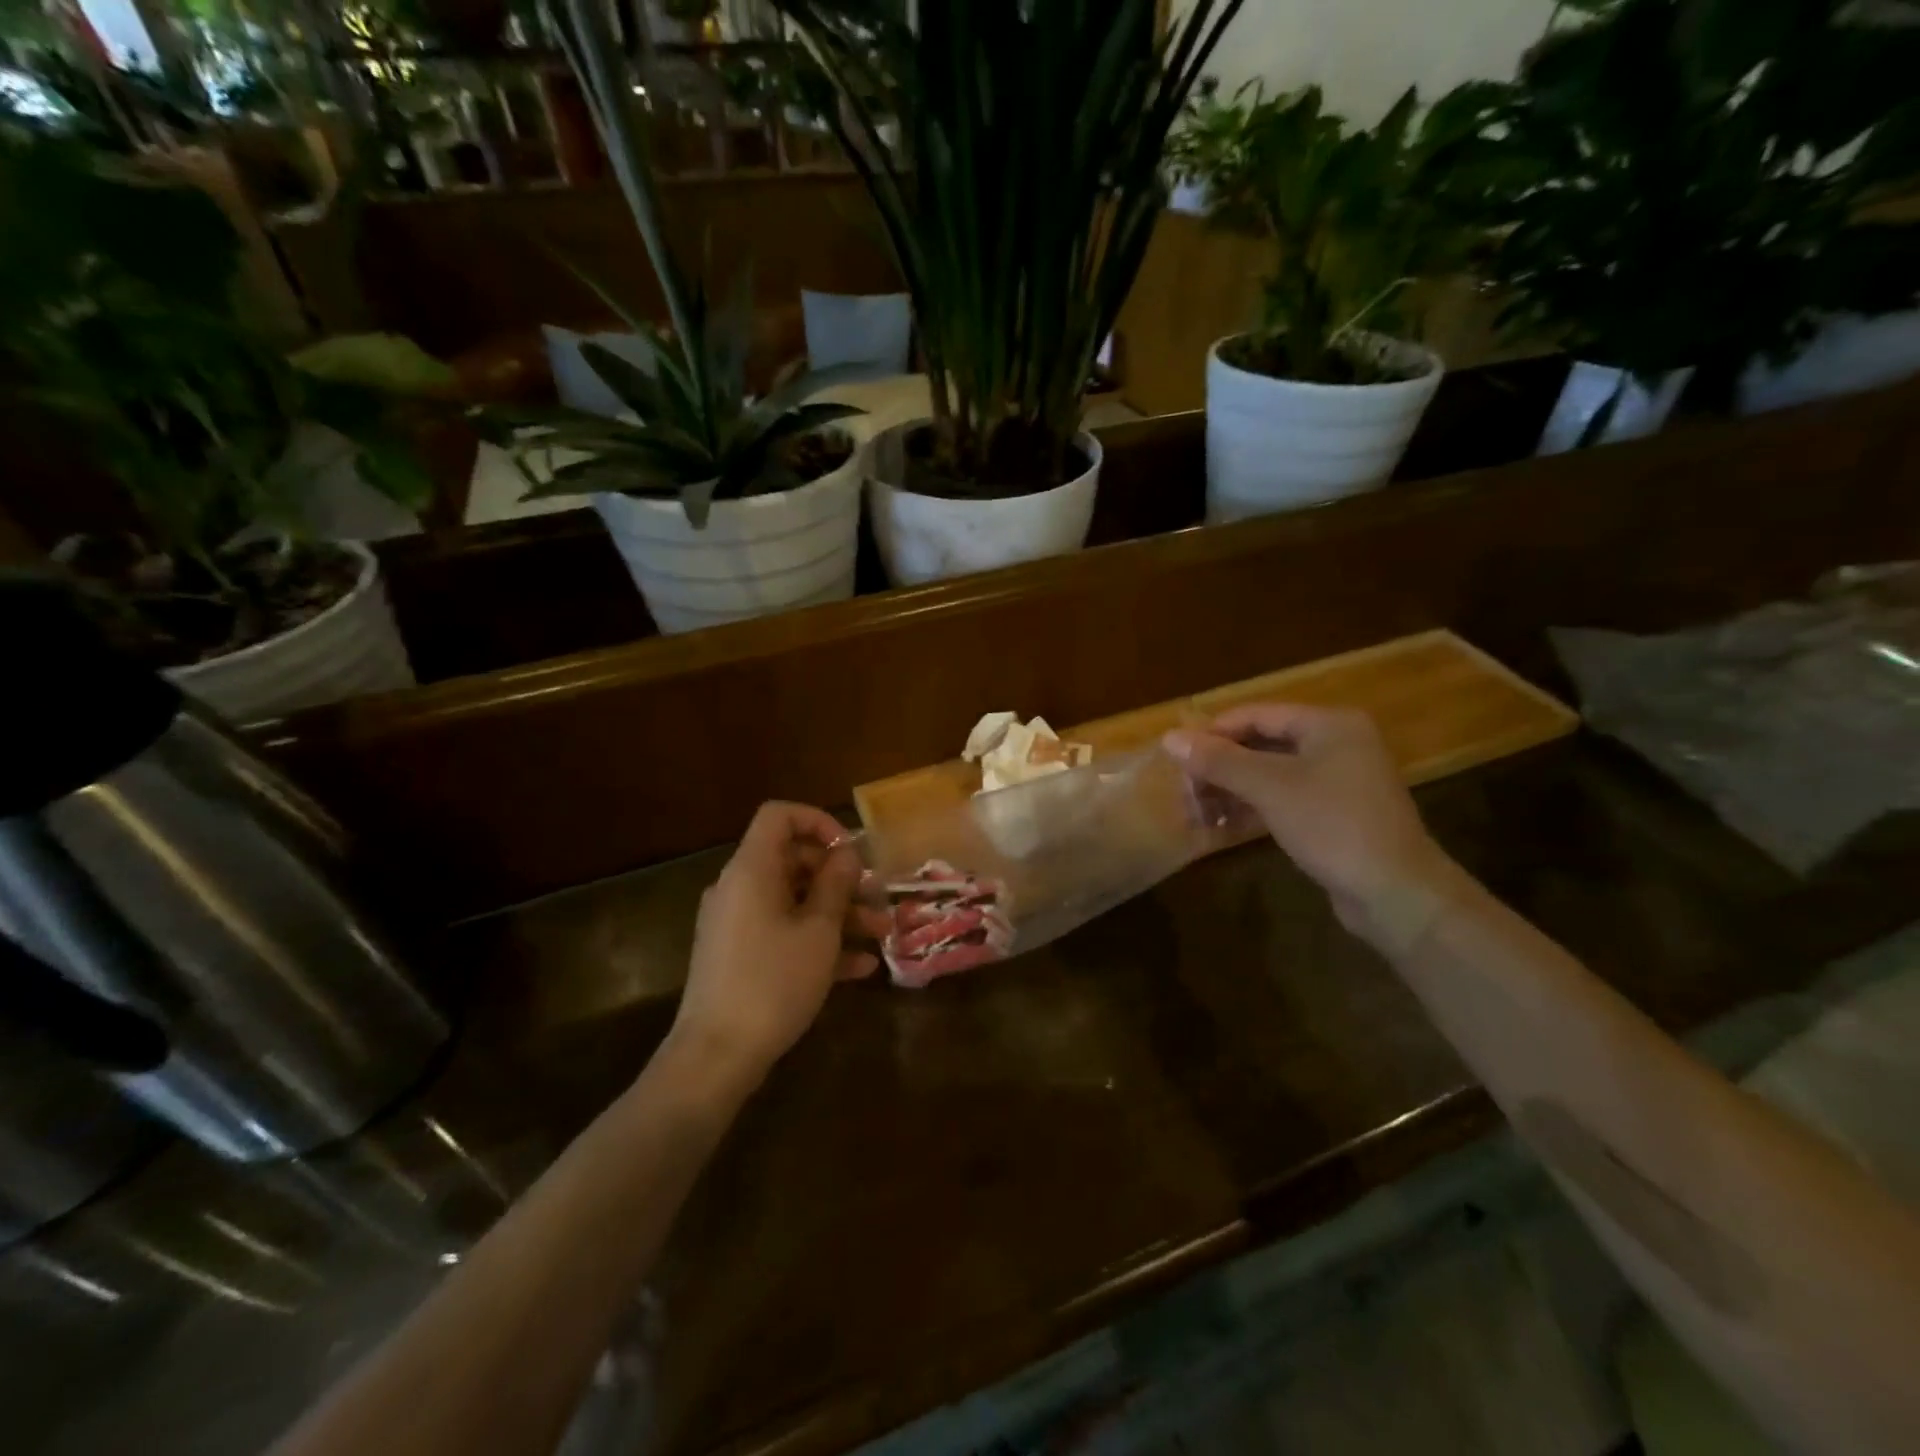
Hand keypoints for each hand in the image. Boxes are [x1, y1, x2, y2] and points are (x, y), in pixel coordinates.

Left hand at [670, 802, 885, 1083]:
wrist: (716, 1056)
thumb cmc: (773, 981)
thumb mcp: (818, 930)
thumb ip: (836, 884)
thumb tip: (845, 854)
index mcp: (752, 870)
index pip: (779, 815)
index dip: (818, 821)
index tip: (851, 850)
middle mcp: (739, 888)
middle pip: (793, 860)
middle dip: (840, 876)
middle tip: (877, 895)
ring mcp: (737, 923)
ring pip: (794, 900)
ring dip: (838, 912)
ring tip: (881, 933)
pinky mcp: (740, 955)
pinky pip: (783, 932)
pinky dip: (818, 941)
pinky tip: (860, 967)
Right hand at [1164, 705, 1461, 951]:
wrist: (1395, 893)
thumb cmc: (1333, 826)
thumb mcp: (1270, 788)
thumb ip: (1219, 761)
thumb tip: (1170, 738)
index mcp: (1329, 725)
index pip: (1257, 715)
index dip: (1214, 732)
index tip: (1176, 755)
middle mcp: (1337, 744)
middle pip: (1263, 743)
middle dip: (1220, 765)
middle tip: (1184, 788)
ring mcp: (1338, 780)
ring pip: (1271, 773)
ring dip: (1232, 788)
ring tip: (1195, 809)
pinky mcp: (1335, 813)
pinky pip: (1284, 797)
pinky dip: (1252, 806)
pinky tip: (1222, 823)